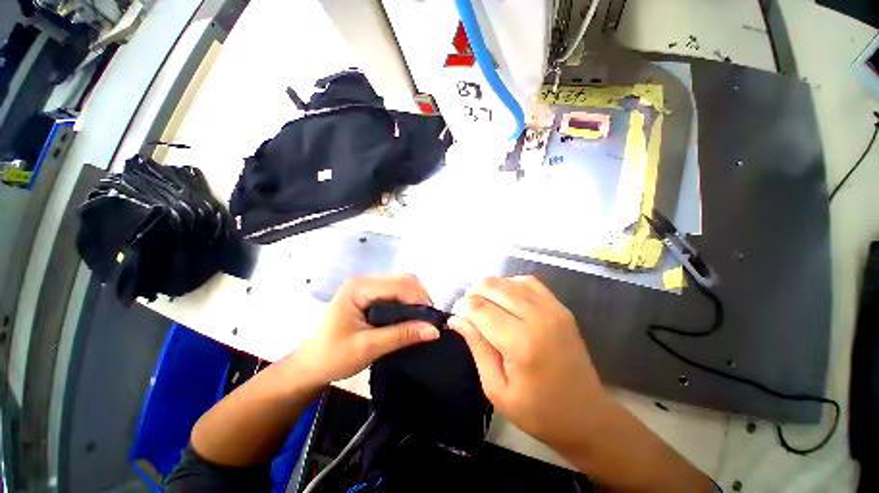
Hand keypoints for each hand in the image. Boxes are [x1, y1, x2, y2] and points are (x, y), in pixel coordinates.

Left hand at [293, 274, 439, 385]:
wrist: (308, 367)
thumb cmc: (332, 357)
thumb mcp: (368, 347)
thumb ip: (402, 335)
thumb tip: (434, 330)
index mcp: (359, 288)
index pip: (399, 285)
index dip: (419, 299)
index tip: (433, 320)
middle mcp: (364, 281)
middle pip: (402, 280)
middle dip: (420, 298)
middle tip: (430, 321)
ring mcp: (366, 287)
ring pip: (401, 285)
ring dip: (416, 300)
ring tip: (423, 320)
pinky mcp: (369, 295)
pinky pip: (395, 293)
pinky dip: (408, 303)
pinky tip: (411, 317)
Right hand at [448, 276, 609, 453]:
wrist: (586, 416)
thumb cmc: (537, 412)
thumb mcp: (496, 389)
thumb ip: (476, 347)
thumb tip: (456, 319)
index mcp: (520, 343)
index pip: (479, 308)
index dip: (461, 307)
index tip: (455, 316)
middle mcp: (537, 318)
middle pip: (493, 286)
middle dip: (472, 293)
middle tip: (467, 311)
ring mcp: (552, 309)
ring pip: (509, 280)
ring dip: (489, 288)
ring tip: (483, 304)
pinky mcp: (560, 307)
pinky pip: (529, 281)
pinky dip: (510, 283)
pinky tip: (505, 297)